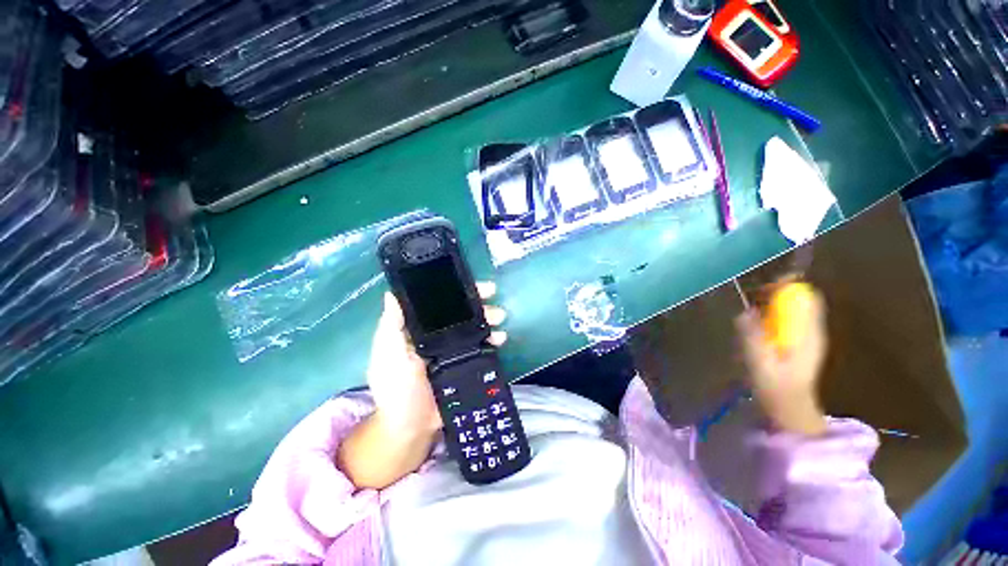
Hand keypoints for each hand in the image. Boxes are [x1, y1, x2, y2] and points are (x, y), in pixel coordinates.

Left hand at [339, 282, 506, 488]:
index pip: (437, 301)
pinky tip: (500, 339)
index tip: (471, 282)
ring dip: (488, 318)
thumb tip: (391, 293)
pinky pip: (481, 345)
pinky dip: (492, 339)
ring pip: (473, 325)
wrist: (413, 427)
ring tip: (499, 320)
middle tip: (491, 296)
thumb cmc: (396, 389)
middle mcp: (437, 333)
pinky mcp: (466, 361)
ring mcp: (454, 347)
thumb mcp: (388, 355)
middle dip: (477, 301)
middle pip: (460, 311)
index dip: (454, 290)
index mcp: (418, 328)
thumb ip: (391, 327)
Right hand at [736, 285, 827, 435]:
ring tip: (754, 309)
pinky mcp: (801, 342)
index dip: (787, 287)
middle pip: (801, 300)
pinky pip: (791, 319)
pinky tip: (761, 325)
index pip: (805, 299)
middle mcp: (811, 331)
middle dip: (778, 292)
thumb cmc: (776, 388)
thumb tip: (746, 312)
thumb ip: (753, 337)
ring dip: (776, 303)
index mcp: (806, 335)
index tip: (765, 285)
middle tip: (754, 295)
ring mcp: (808, 337)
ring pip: (796, 308)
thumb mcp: (761, 363)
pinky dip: (776, 315)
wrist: (791, 407)